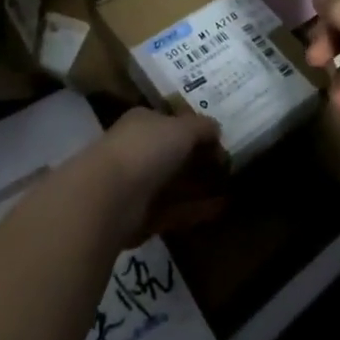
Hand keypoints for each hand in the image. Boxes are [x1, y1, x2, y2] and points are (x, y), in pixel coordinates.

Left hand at [91, 107, 225, 247]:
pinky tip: (222, 208)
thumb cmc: (146, 149)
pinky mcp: (140, 217)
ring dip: (200, 185)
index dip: (196, 129)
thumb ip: (202, 127)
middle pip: (173, 154)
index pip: (171, 122)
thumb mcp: (182, 128)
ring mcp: (136, 185)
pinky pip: (174, 210)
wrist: (107, 198)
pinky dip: (196, 209)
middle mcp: (137, 150)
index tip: (221, 140)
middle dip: (199, 160)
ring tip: (231, 187)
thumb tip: (216, 129)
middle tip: (229, 166)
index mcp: (142, 122)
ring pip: (173, 183)